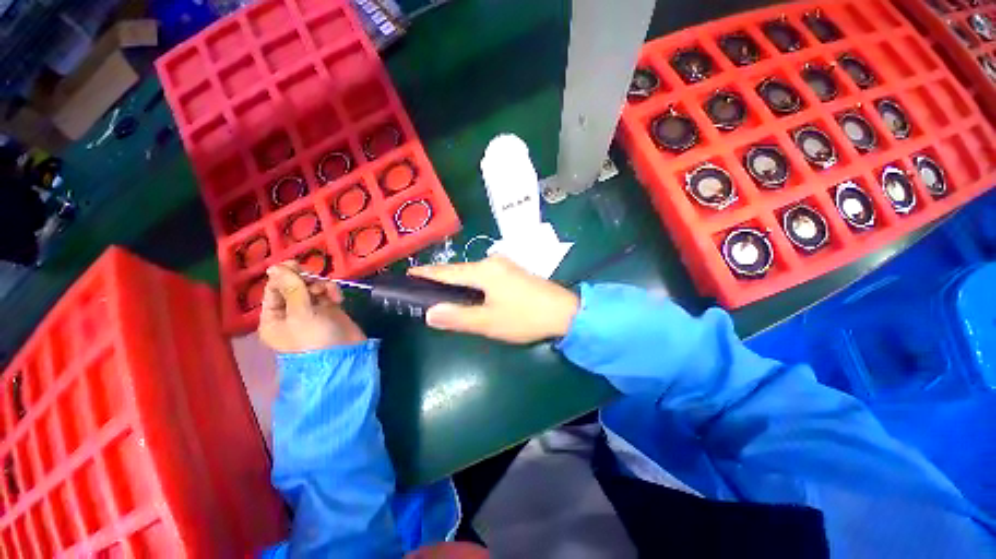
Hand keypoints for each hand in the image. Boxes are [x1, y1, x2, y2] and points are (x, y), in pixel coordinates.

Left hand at [258, 261, 365, 352]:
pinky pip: (327, 294)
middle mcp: (290, 313)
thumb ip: (291, 288)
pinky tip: (338, 298)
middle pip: (293, 288)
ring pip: (312, 289)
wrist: (345, 354)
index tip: (295, 265)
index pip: (273, 290)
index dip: (283, 277)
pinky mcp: (329, 310)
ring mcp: (311, 312)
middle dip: (305, 281)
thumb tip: (274, 266)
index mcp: (273, 318)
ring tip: (329, 292)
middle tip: (314, 276)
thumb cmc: (315, 336)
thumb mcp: (300, 312)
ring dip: (321, 286)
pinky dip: (332, 292)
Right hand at [408, 256, 578, 343]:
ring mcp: (505, 265)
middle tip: (422, 290)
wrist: (564, 311)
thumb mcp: (489, 322)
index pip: (447, 271)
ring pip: (473, 273)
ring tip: (441, 294)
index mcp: (484, 270)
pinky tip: (469, 294)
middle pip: (460, 270)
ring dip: (457, 282)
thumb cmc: (524, 318)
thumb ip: (458, 317)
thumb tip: (429, 313)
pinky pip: (485, 275)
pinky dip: (472, 284)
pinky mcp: (513, 272)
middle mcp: (492, 261)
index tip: (408, 274)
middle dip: (441, 279)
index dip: (426, 273)